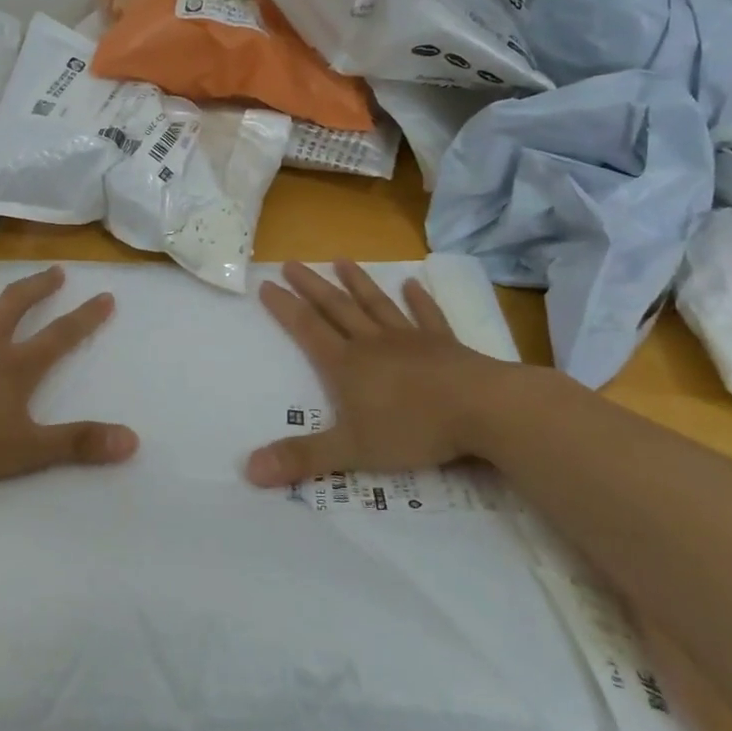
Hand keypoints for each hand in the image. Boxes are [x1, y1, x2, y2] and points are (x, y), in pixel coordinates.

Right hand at [244, 261, 537, 487]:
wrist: (482, 409)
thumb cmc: (413, 429)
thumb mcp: (352, 451)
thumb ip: (302, 459)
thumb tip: (249, 470)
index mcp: (347, 365)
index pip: (307, 330)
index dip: (285, 308)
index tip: (266, 284)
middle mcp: (373, 343)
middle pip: (336, 308)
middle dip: (312, 286)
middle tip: (293, 262)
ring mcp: (410, 340)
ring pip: (376, 305)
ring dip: (358, 283)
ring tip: (342, 260)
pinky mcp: (444, 344)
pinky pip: (427, 315)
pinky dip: (419, 300)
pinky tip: (413, 284)